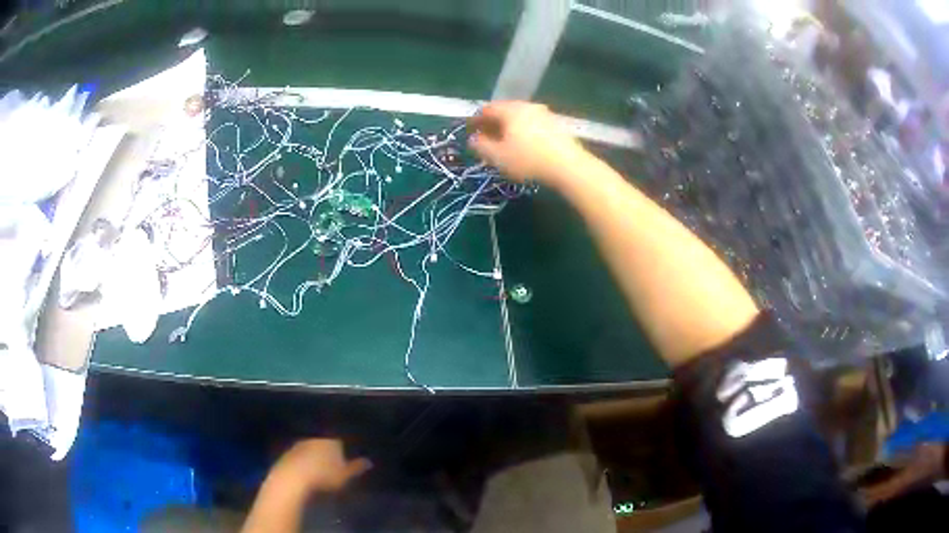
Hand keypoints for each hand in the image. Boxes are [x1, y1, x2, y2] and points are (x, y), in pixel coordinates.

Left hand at [268, 439, 371, 494]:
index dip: (344, 448)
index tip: (347, 455)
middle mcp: (316, 438)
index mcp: (332, 440)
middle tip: (334, 462)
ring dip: (316, 455)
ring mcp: (300, 444)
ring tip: (320, 467)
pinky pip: (301, 455)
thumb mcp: (345, 475)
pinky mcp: (288, 452)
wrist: (292, 478)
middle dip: (329, 450)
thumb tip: (369, 461)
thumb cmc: (324, 476)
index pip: (341, 440)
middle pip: (326, 442)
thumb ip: (357, 467)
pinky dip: (305, 460)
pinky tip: (307, 470)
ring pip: (312, 447)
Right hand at [468, 101, 588, 184]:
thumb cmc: (528, 160)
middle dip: (493, 123)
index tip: (470, 130)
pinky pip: (534, 124)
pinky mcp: (557, 125)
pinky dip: (524, 131)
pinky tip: (524, 145)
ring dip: (509, 127)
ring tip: (504, 142)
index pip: (487, 109)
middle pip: (505, 111)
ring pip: (520, 117)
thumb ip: (481, 147)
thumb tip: (473, 139)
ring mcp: (545, 114)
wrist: (569, 166)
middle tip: (486, 136)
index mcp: (510, 110)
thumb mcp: (498, 157)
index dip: (475, 120)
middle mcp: (527, 106)